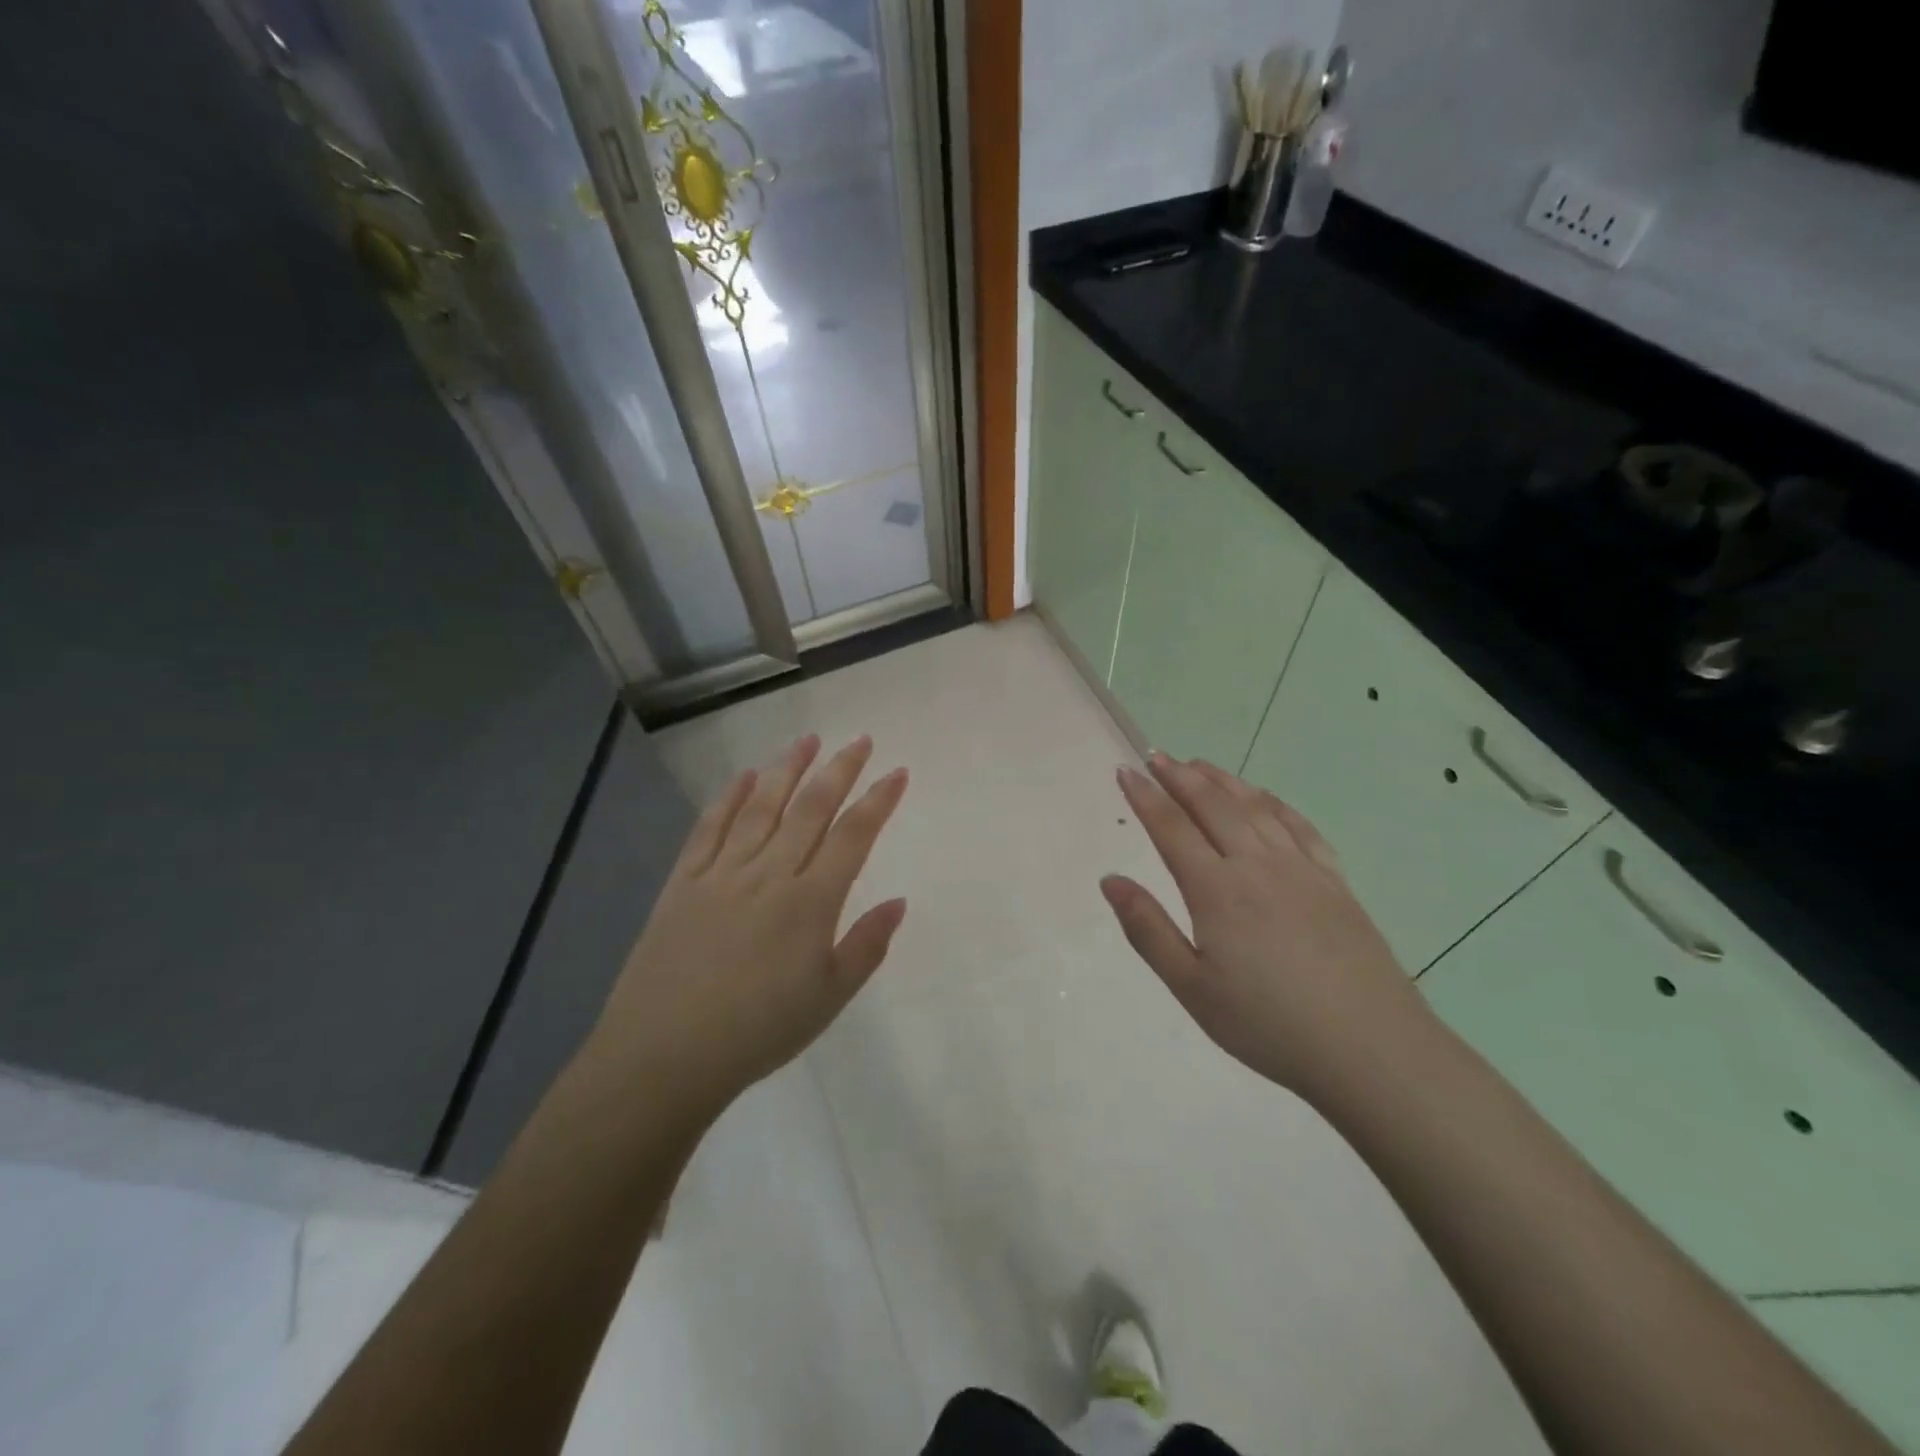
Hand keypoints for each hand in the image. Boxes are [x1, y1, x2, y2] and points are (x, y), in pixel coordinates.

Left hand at [587, 734, 908, 1114]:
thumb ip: (866, 945)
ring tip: (808, 739)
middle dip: (839, 770)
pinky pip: (709, 828)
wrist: (664, 1055)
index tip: (897, 772)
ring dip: (787, 769)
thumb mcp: (829, 998)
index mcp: (809, 902)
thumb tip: (899, 901)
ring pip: (761, 807)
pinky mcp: (683, 882)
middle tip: (860, 740)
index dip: (878, 800)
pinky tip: (744, 777)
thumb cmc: (758, 1032)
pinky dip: (729, 798)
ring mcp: (722, 873)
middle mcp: (769, 874)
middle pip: (810, 808)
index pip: (853, 836)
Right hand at [1101, 755, 1431, 1100]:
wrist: (1371, 1049)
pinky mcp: (1335, 881)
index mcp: (1217, 890)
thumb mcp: (1191, 987)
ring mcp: (1301, 869)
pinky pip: (1299, 826)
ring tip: (1198, 764)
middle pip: (1213, 805)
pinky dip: (1274, 802)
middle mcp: (1257, 865)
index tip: (1125, 771)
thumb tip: (1110, 879)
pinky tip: (1263, 797)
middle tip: (1156, 756)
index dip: (1144, 796)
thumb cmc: (1268, 1025)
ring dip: (1223, 780)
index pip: (1171, 828)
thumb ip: (1147, 929)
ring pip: (1255, 807)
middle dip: (1179, 776)